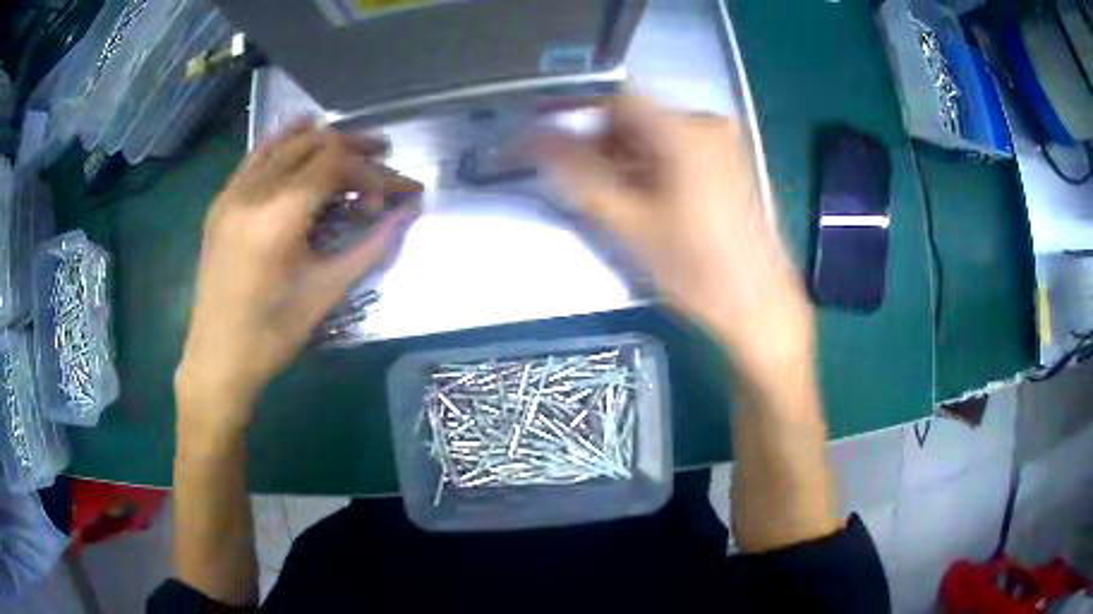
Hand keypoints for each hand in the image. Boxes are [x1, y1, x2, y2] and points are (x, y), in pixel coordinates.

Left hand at [175, 121, 421, 431]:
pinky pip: (255, 156)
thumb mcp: (326, 292)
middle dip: (355, 147)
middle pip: (313, 145)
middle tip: (385, 160)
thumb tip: (409, 214)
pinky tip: (302, 132)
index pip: (335, 165)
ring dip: (323, 139)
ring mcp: (232, 194)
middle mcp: (252, 194)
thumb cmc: (273, 334)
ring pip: (284, 143)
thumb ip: (371, 246)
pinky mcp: (221, 202)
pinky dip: (283, 141)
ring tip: (353, 148)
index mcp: (277, 219)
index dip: (374, 172)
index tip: (402, 190)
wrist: (217, 357)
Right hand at [540, 94, 812, 377]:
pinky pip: (677, 147)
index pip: (617, 99)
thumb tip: (533, 140)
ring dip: (626, 156)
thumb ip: (578, 175)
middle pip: (638, 115)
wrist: (758, 306)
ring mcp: (723, 142)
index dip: (580, 116)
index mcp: (685, 131)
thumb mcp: (629, 225)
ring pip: (656, 133)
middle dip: (603, 142)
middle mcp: (707, 123)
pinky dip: (652, 164)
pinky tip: (645, 198)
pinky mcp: (729, 161)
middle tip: (582, 180)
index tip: (557, 144)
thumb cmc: (696, 270)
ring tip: (613, 196)